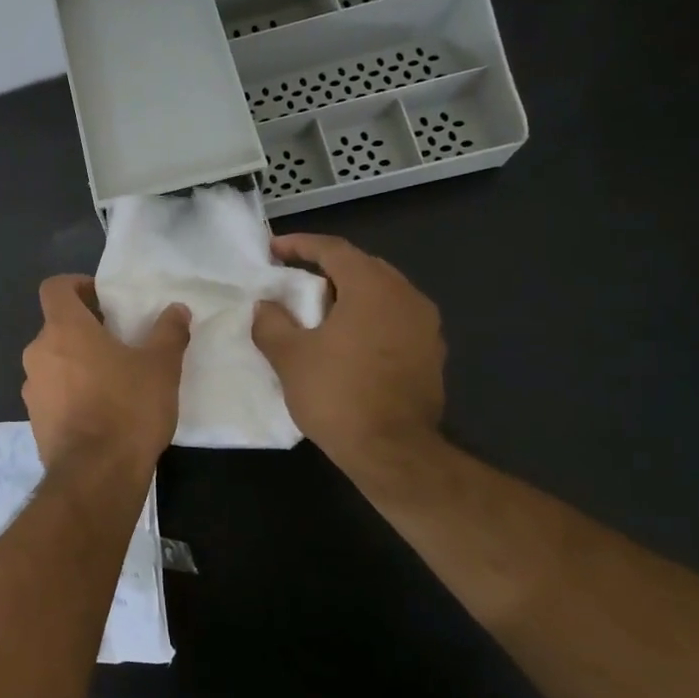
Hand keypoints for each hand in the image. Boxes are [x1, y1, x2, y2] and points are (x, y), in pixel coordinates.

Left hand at [21, 275, 190, 476]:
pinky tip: (100, 410)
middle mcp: (38, 352)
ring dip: (77, 362)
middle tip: (118, 341)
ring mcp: (32, 388)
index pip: (54, 288)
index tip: (102, 298)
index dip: (76, 285)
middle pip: (56, 326)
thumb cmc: (127, 408)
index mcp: (63, 329)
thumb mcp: (160, 367)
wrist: (95, 476)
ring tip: (112, 378)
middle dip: (84, 329)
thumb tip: (177, 310)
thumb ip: (168, 333)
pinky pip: (52, 392)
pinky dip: (70, 392)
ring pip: (53, 361)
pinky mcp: (34, 419)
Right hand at [251, 234, 444, 466]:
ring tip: (317, 310)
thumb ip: (271, 322)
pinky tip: (345, 339)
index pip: (334, 250)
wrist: (393, 452)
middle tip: (294, 279)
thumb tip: (267, 306)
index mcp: (373, 288)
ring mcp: (426, 327)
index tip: (273, 249)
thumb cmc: (337, 394)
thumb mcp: (289, 356)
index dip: (300, 245)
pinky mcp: (431, 355)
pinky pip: (394, 320)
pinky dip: (367, 318)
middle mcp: (407, 297)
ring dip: (348, 295)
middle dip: (326, 268)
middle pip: (363, 267)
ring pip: (382, 294)